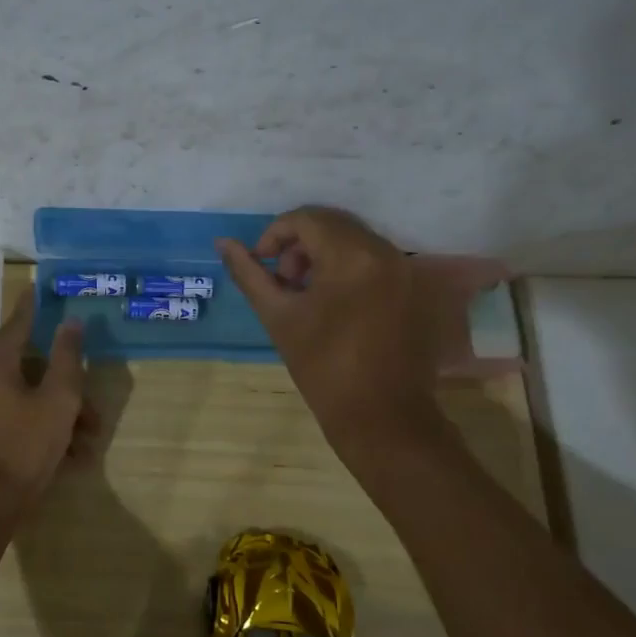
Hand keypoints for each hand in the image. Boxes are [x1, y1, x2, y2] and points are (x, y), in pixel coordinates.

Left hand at [0, 290, 87, 523]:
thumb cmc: (22, 449)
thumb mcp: (58, 402)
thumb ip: (66, 357)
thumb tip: (70, 321)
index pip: (20, 321)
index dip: (36, 305)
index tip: (39, 285)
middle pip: (25, 367)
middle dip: (61, 389)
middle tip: (91, 417)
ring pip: (16, 393)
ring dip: (49, 412)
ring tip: (80, 447)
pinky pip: (0, 411)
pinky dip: (27, 422)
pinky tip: (56, 453)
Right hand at [217, 207, 512, 460]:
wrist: (381, 417)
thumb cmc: (323, 368)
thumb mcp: (278, 317)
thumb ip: (249, 274)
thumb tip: (223, 242)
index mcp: (352, 257)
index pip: (306, 219)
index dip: (275, 234)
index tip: (261, 263)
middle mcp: (384, 252)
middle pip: (332, 224)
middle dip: (299, 243)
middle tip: (282, 280)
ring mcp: (404, 269)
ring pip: (353, 239)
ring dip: (322, 254)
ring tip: (304, 293)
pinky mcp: (412, 287)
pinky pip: (372, 258)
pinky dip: (346, 266)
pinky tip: (332, 302)